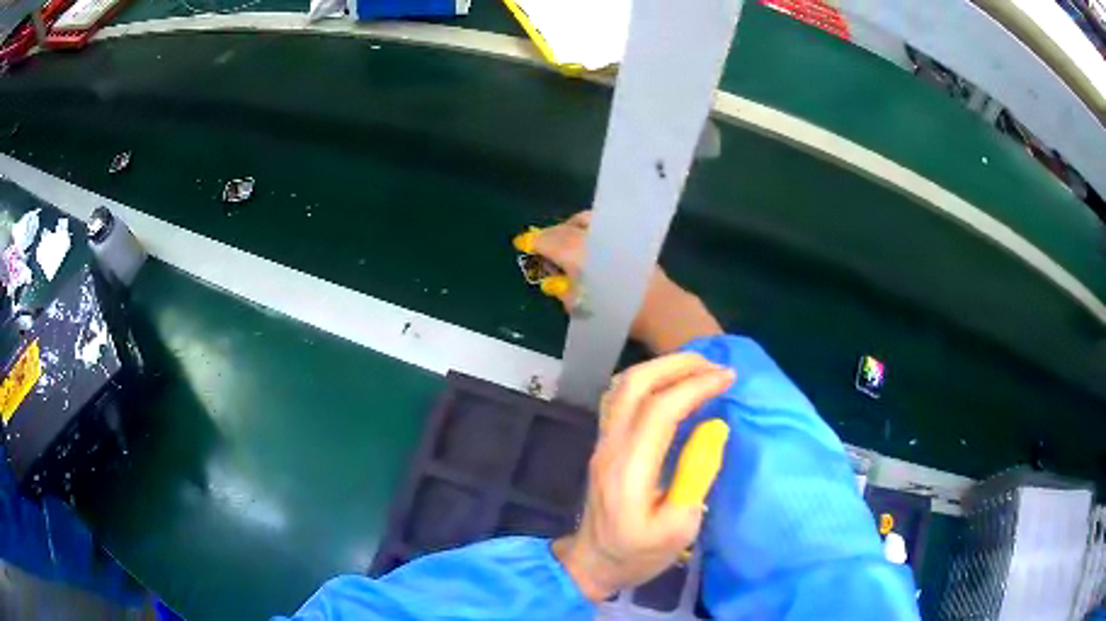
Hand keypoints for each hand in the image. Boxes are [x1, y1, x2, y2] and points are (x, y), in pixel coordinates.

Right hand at [530, 212, 722, 353]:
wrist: (659, 308)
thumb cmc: (617, 313)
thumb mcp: (579, 306)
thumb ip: (563, 288)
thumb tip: (554, 277)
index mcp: (577, 253)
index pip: (550, 241)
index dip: (537, 242)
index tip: (526, 244)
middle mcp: (593, 237)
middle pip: (567, 228)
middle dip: (553, 233)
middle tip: (544, 243)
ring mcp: (614, 233)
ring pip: (586, 220)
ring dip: (572, 227)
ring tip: (567, 241)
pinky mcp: (630, 236)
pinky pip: (602, 225)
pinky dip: (590, 229)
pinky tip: (589, 243)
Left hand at [552, 353, 734, 601]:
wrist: (592, 564)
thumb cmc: (638, 554)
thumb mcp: (679, 528)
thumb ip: (695, 475)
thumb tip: (714, 429)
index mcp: (630, 470)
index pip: (660, 409)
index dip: (696, 386)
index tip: (729, 378)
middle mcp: (611, 446)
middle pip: (636, 384)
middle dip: (678, 364)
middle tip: (715, 364)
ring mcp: (603, 443)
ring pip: (624, 385)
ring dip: (661, 367)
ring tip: (697, 368)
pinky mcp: (604, 445)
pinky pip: (621, 397)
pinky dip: (649, 380)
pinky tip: (670, 384)